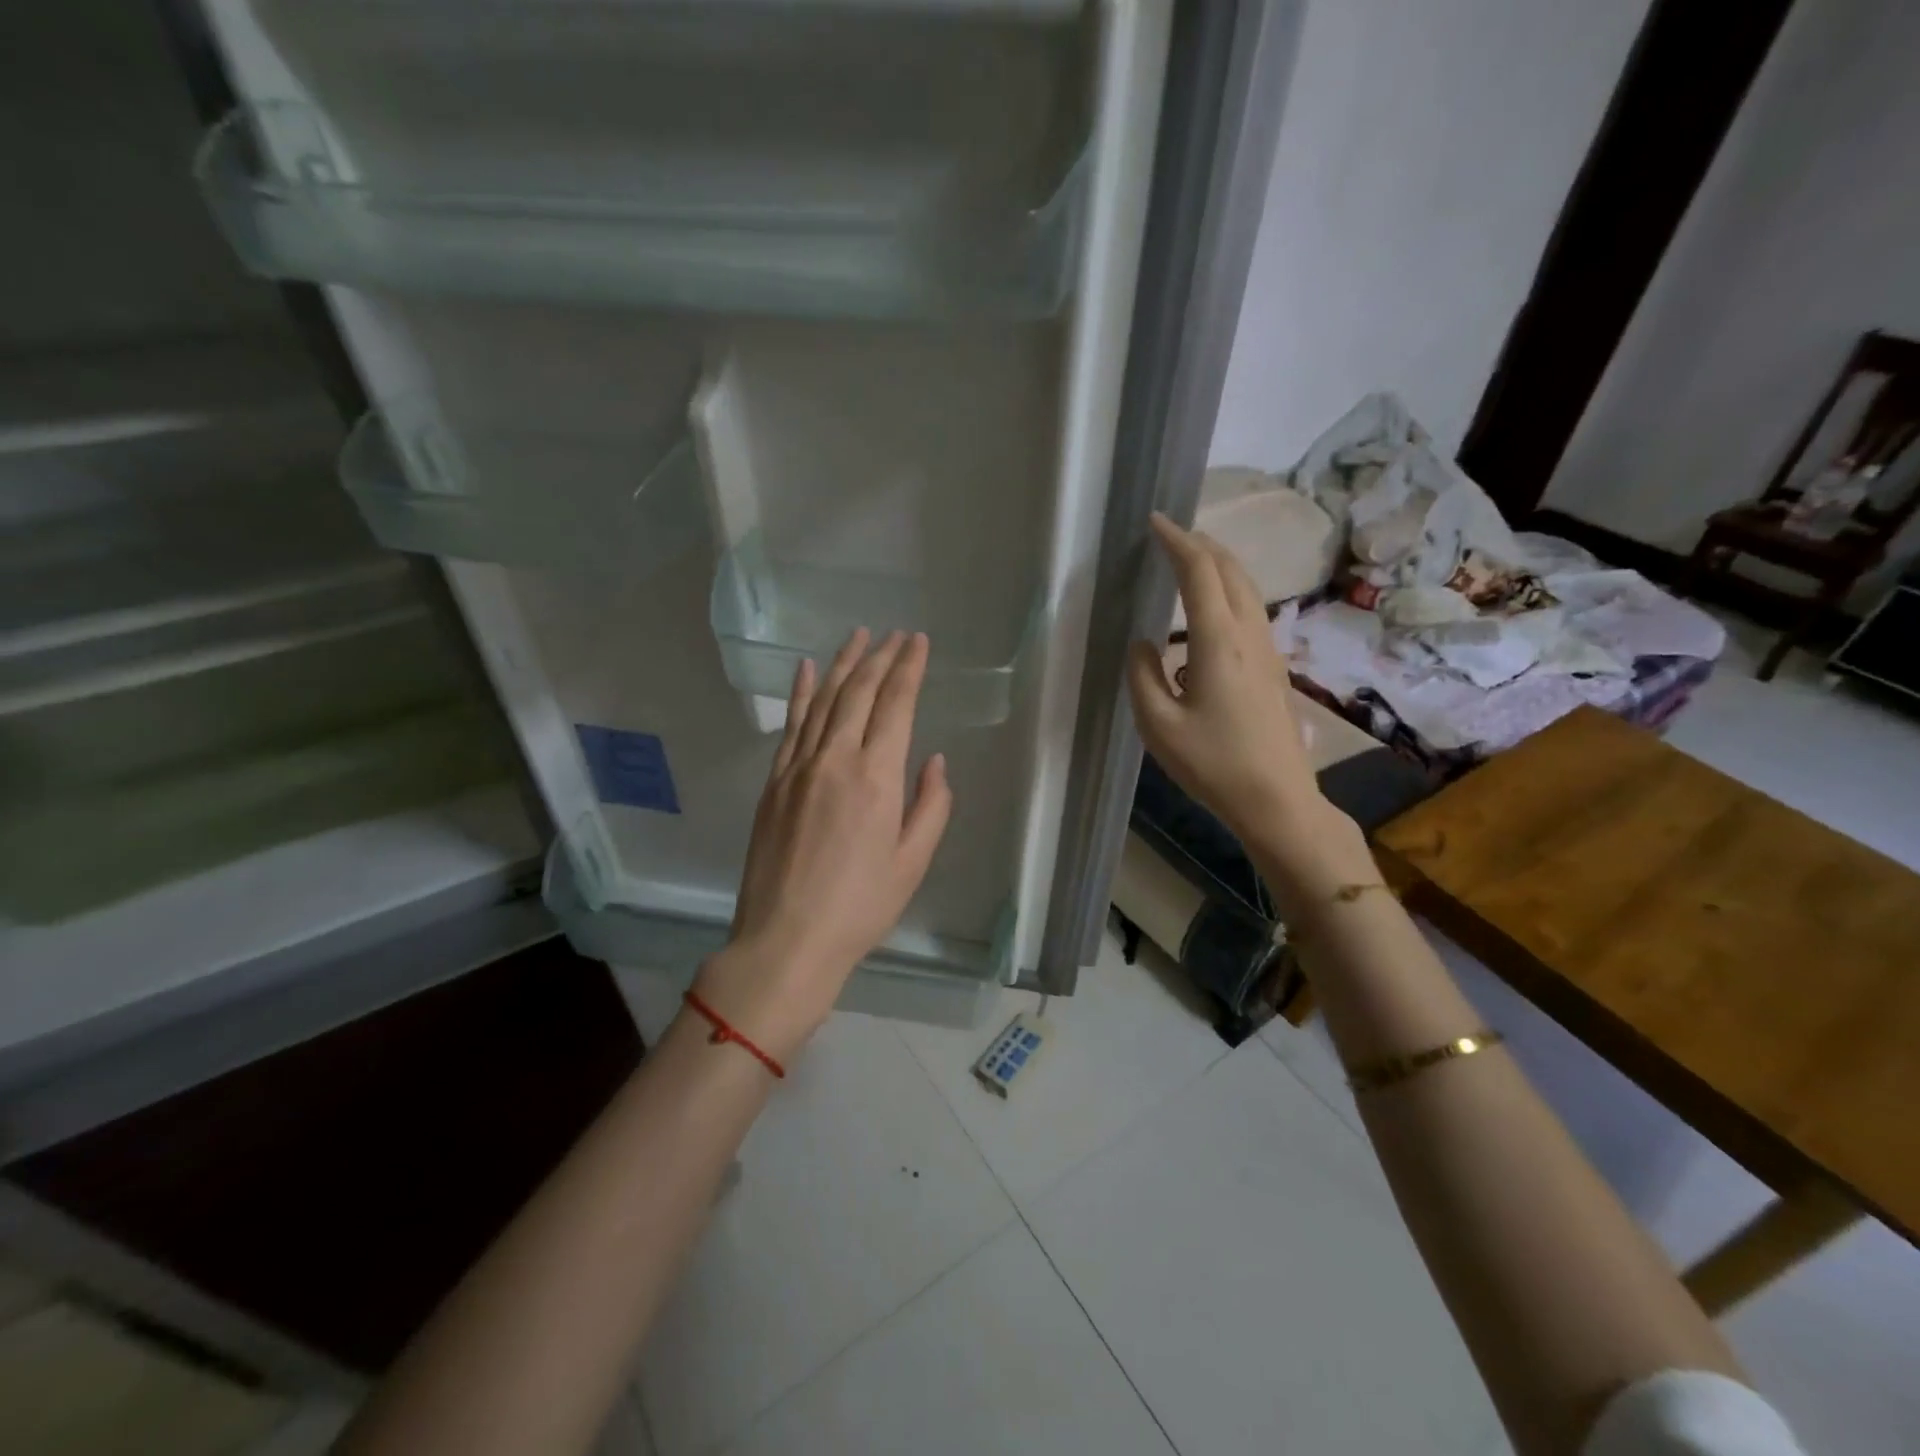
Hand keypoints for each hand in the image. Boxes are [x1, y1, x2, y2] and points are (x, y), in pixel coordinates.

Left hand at [695, 629, 952, 1062]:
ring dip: (844, 664)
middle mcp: (835, 759)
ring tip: (859, 636)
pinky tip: (807, 669)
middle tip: (896, 634)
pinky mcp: (774, 782)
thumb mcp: (912, 862)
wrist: (786, 939)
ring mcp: (798, 768)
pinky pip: (790, 725)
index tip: (918, 642)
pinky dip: (801, 693)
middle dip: (881, 657)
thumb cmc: (860, 907)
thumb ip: (930, 806)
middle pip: (859, 692)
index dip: (909, 668)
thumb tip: (933, 760)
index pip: (895, 705)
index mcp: (876, 778)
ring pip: (823, 700)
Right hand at [1127, 514, 1367, 895]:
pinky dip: (1228, 591)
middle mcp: (1249, 634)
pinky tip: (1208, 613)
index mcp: (1218, 641)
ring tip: (1188, 563)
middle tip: (1170, 536)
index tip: (1155, 522)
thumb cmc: (1213, 764)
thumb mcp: (1158, 725)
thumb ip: (1142, 676)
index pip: (1199, 572)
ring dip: (1218, 566)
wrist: (1277, 800)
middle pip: (1231, 570)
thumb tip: (1143, 643)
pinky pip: (1251, 611)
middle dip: (1201, 544)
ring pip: (1246, 589)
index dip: (1177, 541)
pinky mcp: (1273, 668)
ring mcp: (1267, 650)